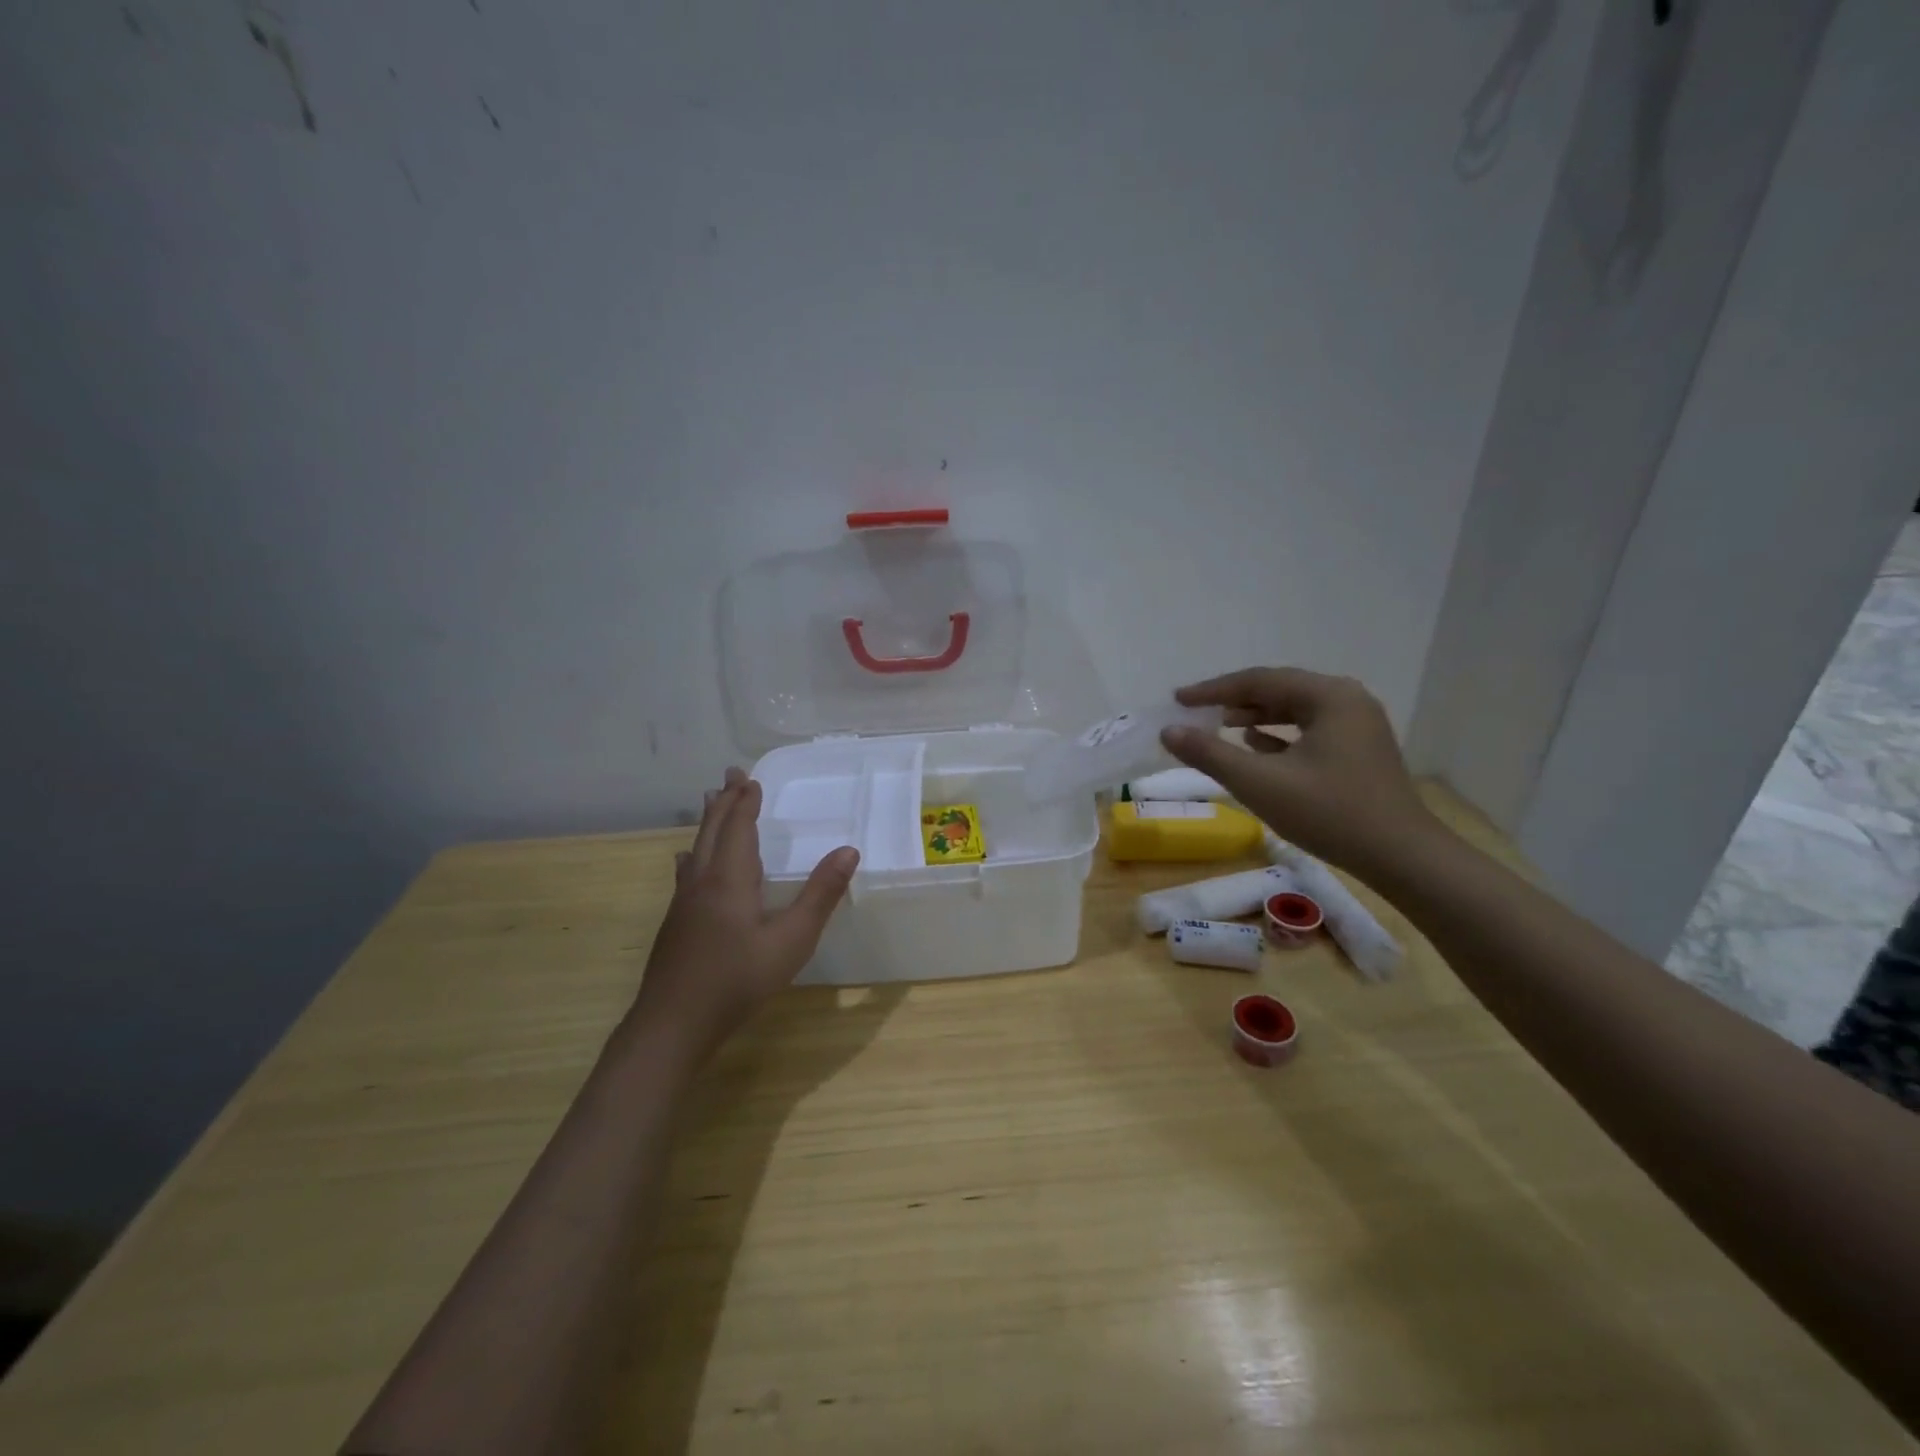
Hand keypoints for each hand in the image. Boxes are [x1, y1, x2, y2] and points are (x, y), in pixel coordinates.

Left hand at [629, 767, 858, 1062]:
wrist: (673, 1024)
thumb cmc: (738, 980)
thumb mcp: (792, 940)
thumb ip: (820, 895)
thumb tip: (849, 851)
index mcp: (730, 879)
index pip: (739, 828)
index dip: (746, 802)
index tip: (750, 778)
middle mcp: (703, 881)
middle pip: (713, 830)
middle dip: (724, 801)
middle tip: (731, 775)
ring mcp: (684, 902)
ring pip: (697, 849)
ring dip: (708, 822)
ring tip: (710, 801)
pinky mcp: (676, 923)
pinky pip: (687, 871)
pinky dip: (694, 853)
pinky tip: (687, 862)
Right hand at [1159, 667, 1437, 879]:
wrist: (1402, 857)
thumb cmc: (1329, 813)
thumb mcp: (1259, 782)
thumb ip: (1210, 754)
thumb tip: (1168, 732)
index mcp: (1328, 696)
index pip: (1259, 680)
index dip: (1213, 690)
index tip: (1178, 700)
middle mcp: (1347, 700)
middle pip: (1279, 689)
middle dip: (1235, 700)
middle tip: (1196, 711)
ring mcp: (1358, 725)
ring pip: (1295, 710)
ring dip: (1256, 715)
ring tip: (1221, 725)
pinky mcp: (1360, 750)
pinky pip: (1310, 729)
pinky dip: (1279, 734)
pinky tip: (1256, 744)